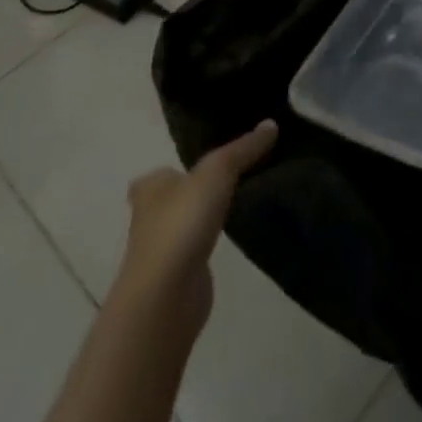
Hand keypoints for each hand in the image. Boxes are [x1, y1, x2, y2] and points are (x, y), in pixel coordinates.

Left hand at [116, 119, 277, 330]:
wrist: (165, 296)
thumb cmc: (182, 222)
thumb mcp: (219, 171)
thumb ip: (244, 148)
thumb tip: (271, 124)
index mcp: (152, 187)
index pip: (162, 171)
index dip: (179, 166)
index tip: (206, 160)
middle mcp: (150, 217)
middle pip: (175, 196)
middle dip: (197, 189)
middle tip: (232, 174)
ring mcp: (163, 249)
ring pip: (188, 221)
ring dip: (206, 214)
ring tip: (240, 197)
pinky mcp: (179, 275)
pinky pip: (200, 246)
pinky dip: (213, 239)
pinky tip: (234, 232)